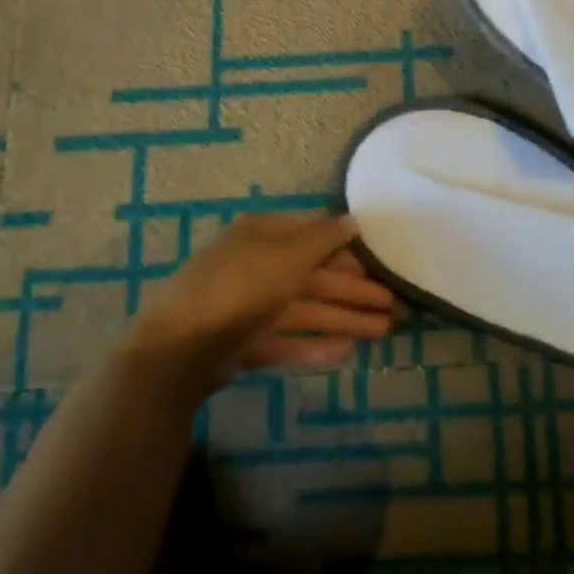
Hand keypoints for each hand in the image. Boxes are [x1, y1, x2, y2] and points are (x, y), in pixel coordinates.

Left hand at [124, 214, 393, 398]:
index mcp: (264, 235)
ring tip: (383, 332)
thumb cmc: (240, 286)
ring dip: (344, 319)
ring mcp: (250, 307)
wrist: (178, 348)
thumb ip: (325, 238)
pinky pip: (287, 340)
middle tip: (394, 307)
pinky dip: (314, 345)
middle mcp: (258, 266)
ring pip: (306, 310)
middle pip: (315, 276)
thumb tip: (354, 220)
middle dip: (355, 292)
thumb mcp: (288, 254)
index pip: (315, 237)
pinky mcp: (244, 343)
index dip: (350, 252)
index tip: (381, 266)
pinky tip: (345, 353)